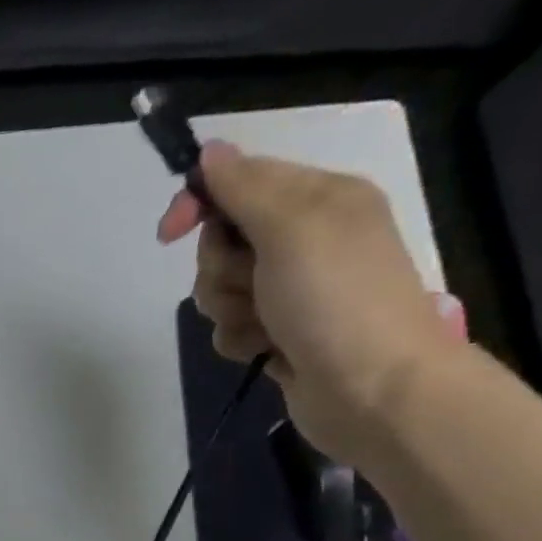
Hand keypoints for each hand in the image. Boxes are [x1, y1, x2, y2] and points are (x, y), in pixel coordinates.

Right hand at [158, 141, 470, 470]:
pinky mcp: (279, 333)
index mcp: (318, 199)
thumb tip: (210, 151)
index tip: (169, 234)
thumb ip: (246, 188)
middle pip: (223, 242)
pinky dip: (240, 339)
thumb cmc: (335, 299)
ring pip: (221, 289)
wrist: (372, 388)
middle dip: (221, 268)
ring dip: (229, 309)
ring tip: (263, 324)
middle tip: (250, 284)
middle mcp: (303, 240)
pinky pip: (232, 327)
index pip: (239, 183)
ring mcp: (291, 291)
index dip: (200, 203)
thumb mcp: (291, 228)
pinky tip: (265, 349)